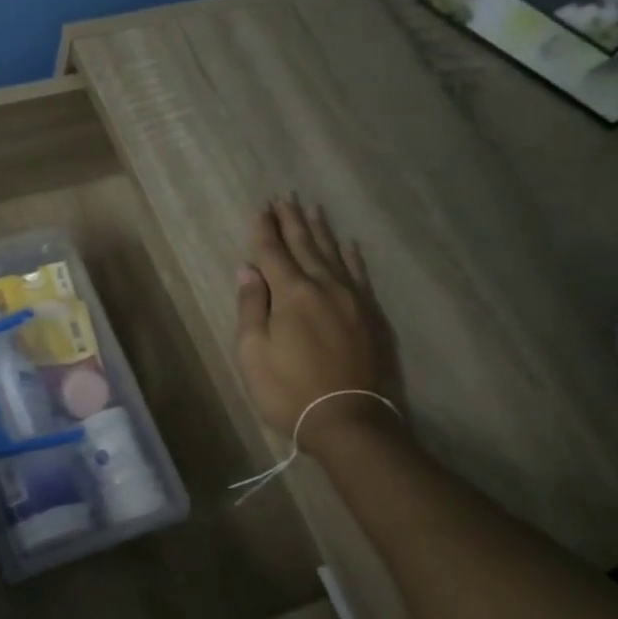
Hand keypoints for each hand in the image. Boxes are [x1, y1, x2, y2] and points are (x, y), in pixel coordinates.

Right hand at [234, 197, 401, 444]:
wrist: (348, 421)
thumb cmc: (289, 390)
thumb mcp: (253, 353)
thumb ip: (251, 307)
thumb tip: (247, 269)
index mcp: (291, 294)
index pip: (273, 253)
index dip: (264, 231)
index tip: (260, 208)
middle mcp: (324, 287)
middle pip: (305, 246)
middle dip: (291, 221)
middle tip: (284, 197)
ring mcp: (352, 299)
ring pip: (334, 255)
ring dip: (320, 231)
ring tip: (311, 209)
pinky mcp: (370, 315)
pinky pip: (360, 275)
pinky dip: (353, 257)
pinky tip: (349, 244)